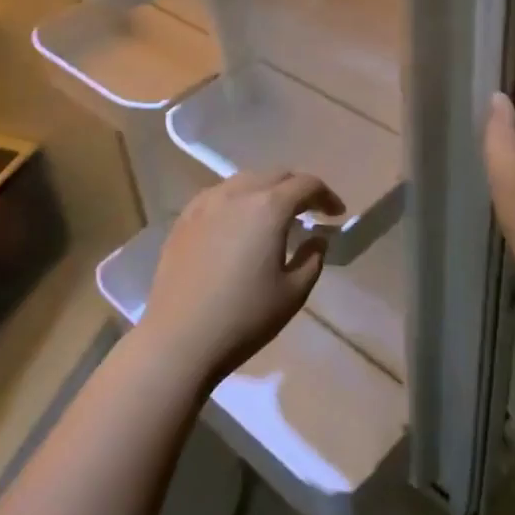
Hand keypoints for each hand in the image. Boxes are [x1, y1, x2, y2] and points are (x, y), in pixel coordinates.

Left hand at [139, 170, 344, 384]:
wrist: (179, 338)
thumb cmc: (244, 317)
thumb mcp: (293, 293)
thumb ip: (312, 259)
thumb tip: (316, 240)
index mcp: (269, 207)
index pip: (306, 184)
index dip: (326, 196)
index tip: (335, 214)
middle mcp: (237, 193)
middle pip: (275, 175)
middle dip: (297, 188)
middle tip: (309, 212)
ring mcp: (205, 203)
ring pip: (244, 180)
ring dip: (266, 190)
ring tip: (273, 215)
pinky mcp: (184, 219)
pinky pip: (218, 195)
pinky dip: (237, 200)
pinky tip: (237, 224)